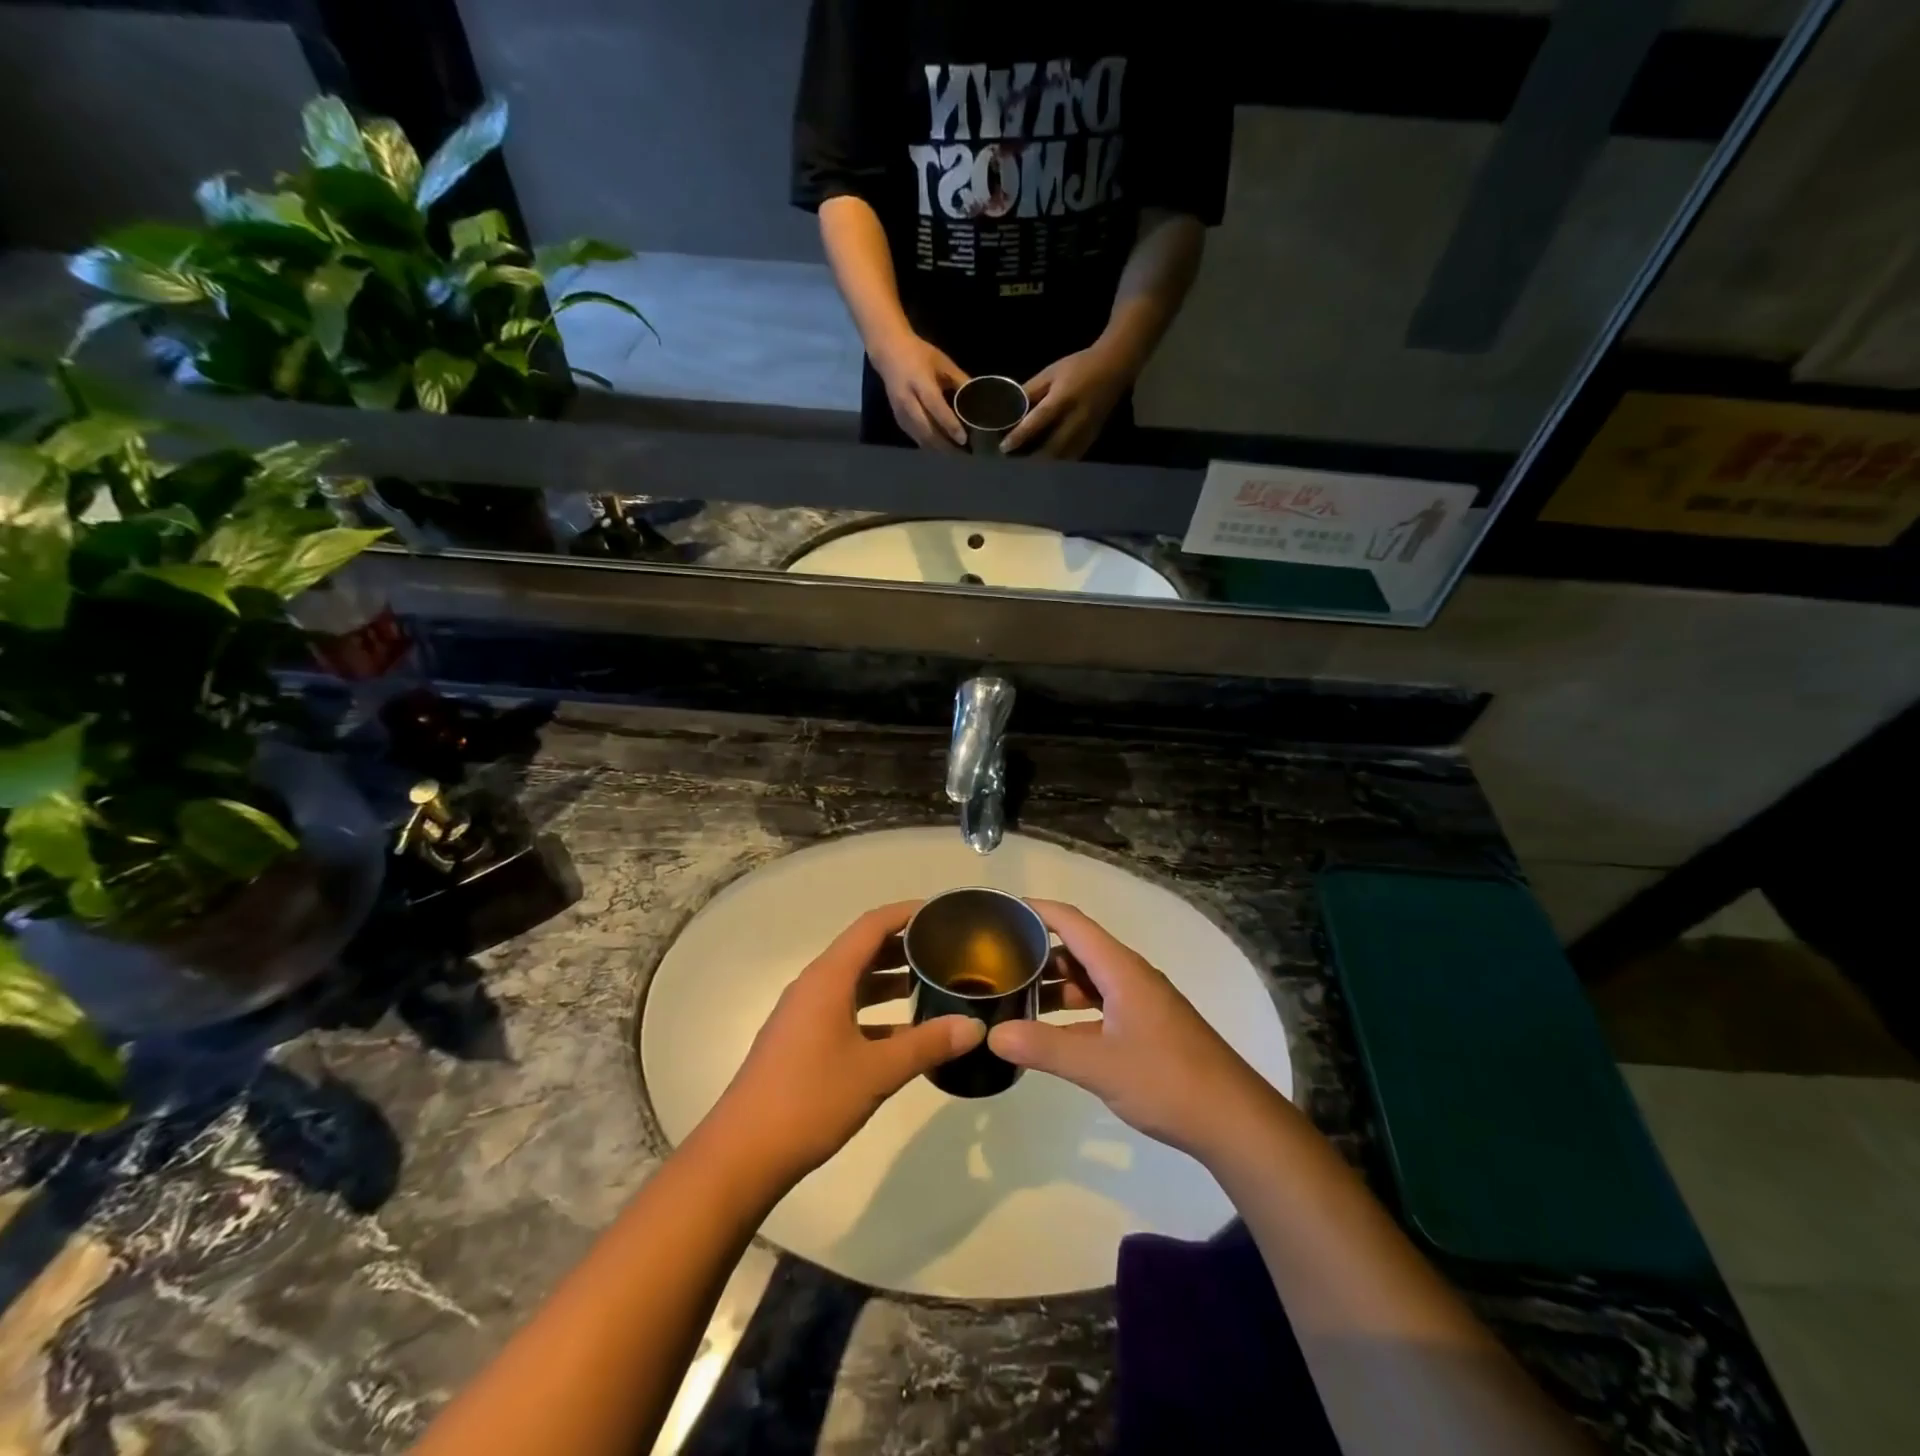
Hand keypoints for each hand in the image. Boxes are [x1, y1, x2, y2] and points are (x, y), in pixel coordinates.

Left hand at [704, 902, 984, 1185]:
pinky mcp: (801, 1042)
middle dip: (904, 946)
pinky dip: (875, 1013)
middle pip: (863, 950)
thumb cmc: (810, 1100)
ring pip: (854, 983)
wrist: (742, 1155)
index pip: (872, 925)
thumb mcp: (876, 1072)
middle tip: (947, 951)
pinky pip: (845, 1010)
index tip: (942, 913)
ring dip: (890, 980)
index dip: (906, 913)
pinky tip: (904, 1035)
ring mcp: (804, 1015)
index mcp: (828, 978)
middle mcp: (814, 986)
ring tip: (932, 986)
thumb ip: (927, 1044)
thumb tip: (974, 1026)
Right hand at [870, 332, 967, 450]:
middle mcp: (908, 400)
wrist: (888, 352)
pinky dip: (930, 446)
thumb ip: (960, 381)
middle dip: (946, 445)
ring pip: (920, 437)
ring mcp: (901, 412)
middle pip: (927, 429)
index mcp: (920, 382)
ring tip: (956, 455)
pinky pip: (915, 438)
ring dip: (939, 449)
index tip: (963, 439)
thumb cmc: (920, 355)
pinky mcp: (899, 420)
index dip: (949, 424)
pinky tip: (942, 449)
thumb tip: (978, 400)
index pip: (935, 407)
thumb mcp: (943, 363)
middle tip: (964, 454)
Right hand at [987, 900, 1283, 1161]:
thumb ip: (1044, 1047)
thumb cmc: (1167, 1080)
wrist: (1234, 1120)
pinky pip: (1101, 1006)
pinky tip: (1050, 1033)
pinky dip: (1073, 1011)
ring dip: (1054, 985)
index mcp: (1121, 969)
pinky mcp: (1146, 1028)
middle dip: (1037, 952)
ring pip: (1089, 980)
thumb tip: (992, 1034)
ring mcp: (1140, 1003)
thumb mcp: (1099, 1065)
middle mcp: (1130, 976)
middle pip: (1077, 950)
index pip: (1072, 922)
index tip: (1001, 911)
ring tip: (1014, 997)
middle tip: (996, 963)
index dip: (1037, 911)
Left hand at [1001, 345, 1133, 458]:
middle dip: (1031, 457)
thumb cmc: (1078, 367)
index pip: (1038, 421)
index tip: (1004, 447)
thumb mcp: (1051, 373)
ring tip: (1027, 464)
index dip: (1020, 436)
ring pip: (1063, 457)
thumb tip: (1009, 408)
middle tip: (1014, 460)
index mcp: (1063, 399)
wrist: (1114, 367)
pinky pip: (1073, 457)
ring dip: (1044, 463)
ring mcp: (1086, 431)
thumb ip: (1030, 391)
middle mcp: (1075, 419)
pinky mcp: (1092, 438)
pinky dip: (1058, 462)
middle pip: (1051, 447)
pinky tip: (1047, 462)